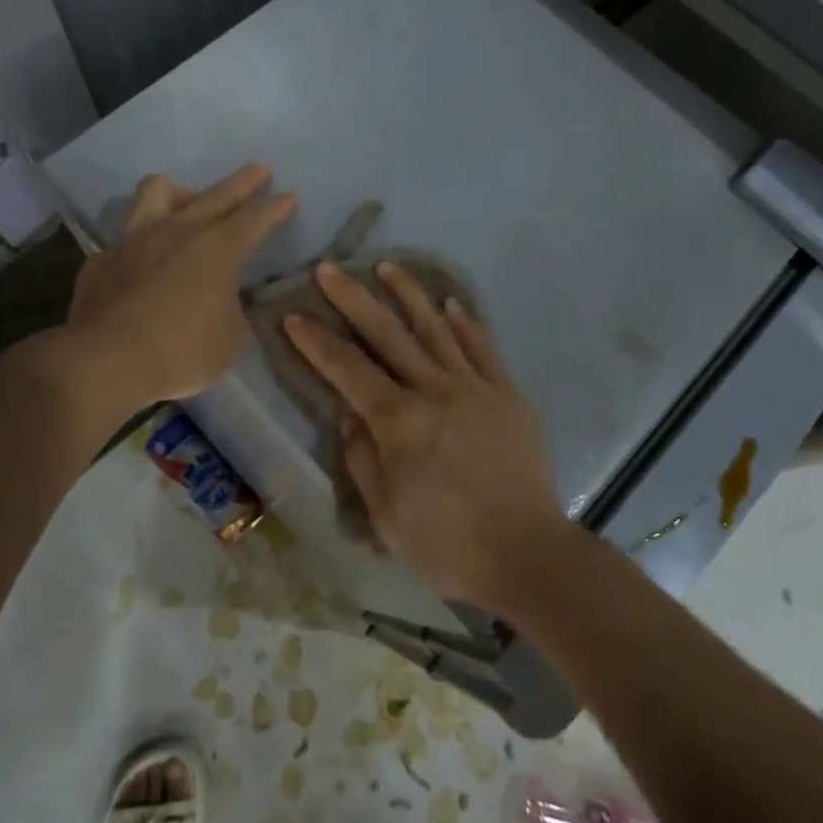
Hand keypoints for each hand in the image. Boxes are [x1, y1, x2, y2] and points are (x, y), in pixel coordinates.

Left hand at [67, 163, 295, 406]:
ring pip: (157, 190)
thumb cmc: (181, 352)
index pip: (255, 218)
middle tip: (258, 170)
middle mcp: (179, 231)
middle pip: (216, 194)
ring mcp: (136, 239)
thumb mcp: (229, 339)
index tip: (288, 197)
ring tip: (187, 203)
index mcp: (218, 248)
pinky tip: (144, 262)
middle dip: (242, 182)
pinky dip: (142, 242)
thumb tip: (223, 302)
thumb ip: (231, 310)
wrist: (105, 362)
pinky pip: (127, 236)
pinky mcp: (103, 258)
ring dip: (180, 193)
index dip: (275, 207)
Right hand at [283, 261, 572, 612]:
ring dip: (409, 294)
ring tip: (387, 267)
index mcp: (399, 421)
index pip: (347, 369)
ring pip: (436, 328)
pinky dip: (466, 323)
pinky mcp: (507, 395)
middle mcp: (434, 390)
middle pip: (387, 333)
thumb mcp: (386, 514)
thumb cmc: (447, 544)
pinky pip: (483, 348)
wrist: (528, 554)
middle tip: (330, 269)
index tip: (294, 316)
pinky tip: (452, 303)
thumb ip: (363, 458)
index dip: (317, 341)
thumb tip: (352, 415)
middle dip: (353, 298)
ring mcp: (475, 387)